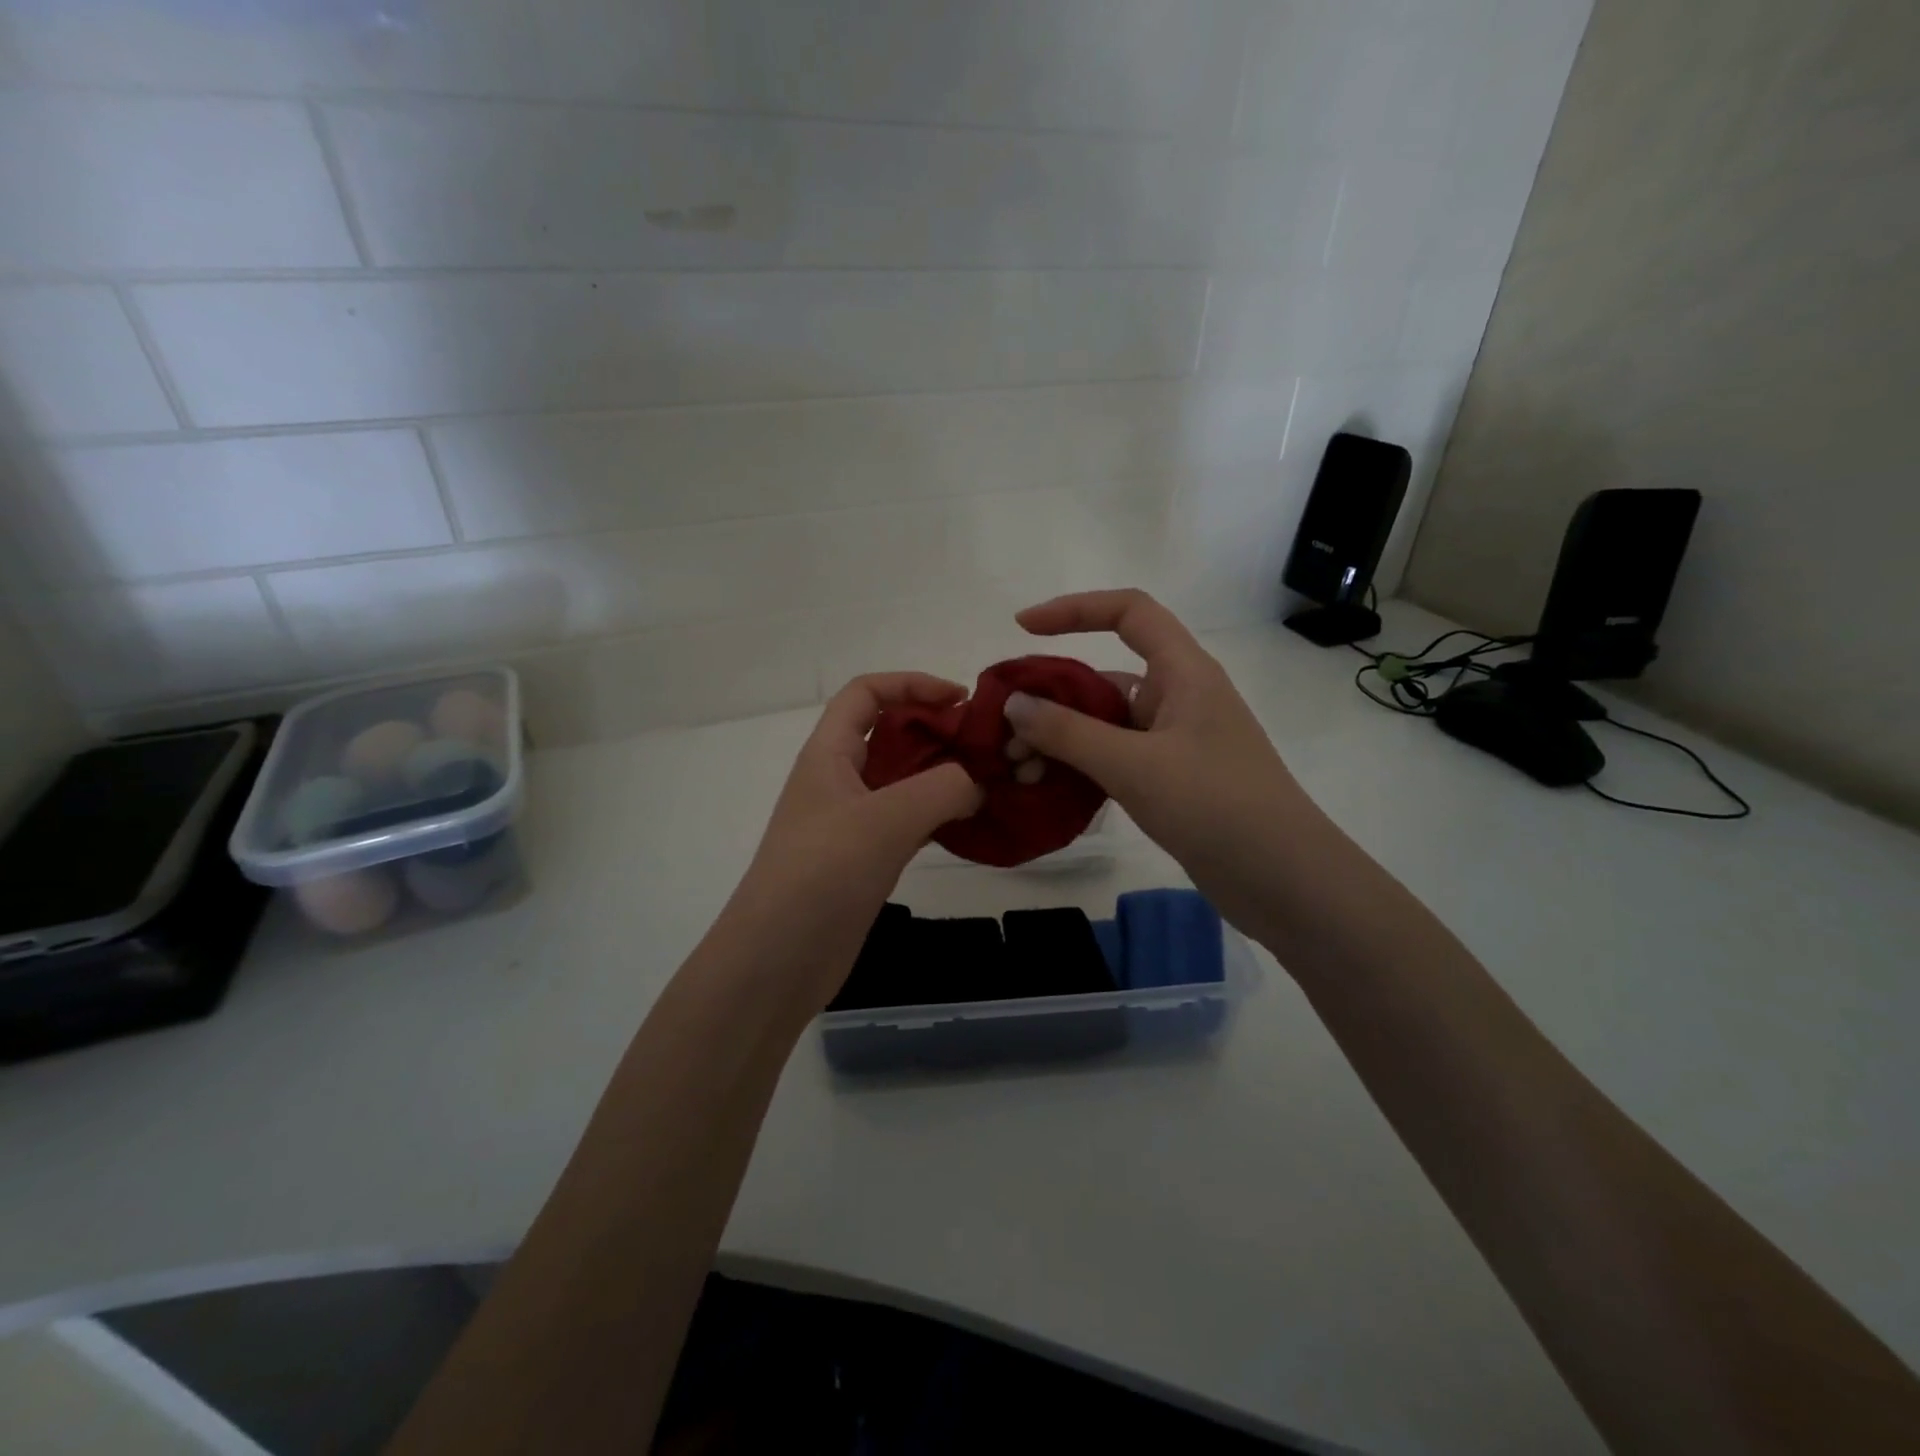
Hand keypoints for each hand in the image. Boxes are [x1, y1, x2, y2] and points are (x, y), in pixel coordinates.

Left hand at [721, 674, 982, 1009]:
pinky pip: (907, 821)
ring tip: (990, 782)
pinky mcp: (864, 859)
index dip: (912, 684)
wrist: (776, 960)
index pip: (866, 693)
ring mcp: (851, 821)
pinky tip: (971, 824)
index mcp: (829, 753)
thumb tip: (978, 784)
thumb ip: (942, 788)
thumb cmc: (821, 875)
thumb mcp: (884, 819)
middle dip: (937, 730)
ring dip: (942, 774)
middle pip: (889, 734)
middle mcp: (838, 779)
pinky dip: (939, 814)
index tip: (961, 698)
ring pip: (902, 780)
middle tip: (986, 747)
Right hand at [1004, 589, 1314, 937]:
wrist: (1282, 880)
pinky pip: (1114, 759)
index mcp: (1183, 672)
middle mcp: (1178, 698)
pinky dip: (1081, 768)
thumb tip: (1013, 704)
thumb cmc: (1214, 805)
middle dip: (1051, 697)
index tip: (1023, 627)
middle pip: (1104, 675)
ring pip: (1105, 724)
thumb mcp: (1133, 765)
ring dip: (1061, 740)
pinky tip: (1048, 789)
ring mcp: (1174, 742)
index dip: (1075, 609)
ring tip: (1018, 768)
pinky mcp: (1170, 780)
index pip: (1129, 612)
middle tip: (1004, 730)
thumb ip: (1068, 732)